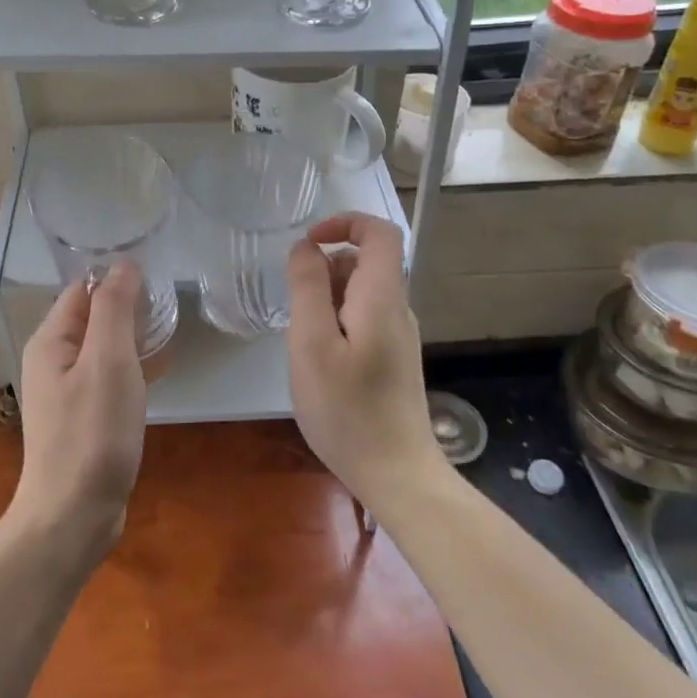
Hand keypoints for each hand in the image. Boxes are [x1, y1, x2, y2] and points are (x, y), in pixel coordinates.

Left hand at [10, 261, 147, 557]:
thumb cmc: (93, 433)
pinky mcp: (82, 417)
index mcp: (51, 340)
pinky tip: (158, 375)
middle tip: (170, 309)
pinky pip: (108, 377)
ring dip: (133, 338)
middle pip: (92, 317)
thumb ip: (115, 309)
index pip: (82, 290)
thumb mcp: (109, 361)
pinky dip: (132, 368)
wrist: (73, 515)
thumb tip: (123, 264)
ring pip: (103, 348)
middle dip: (128, 308)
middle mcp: (52, 360)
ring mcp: (66, 391)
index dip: (116, 279)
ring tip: (169, 336)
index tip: (157, 281)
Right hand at [286, 213, 446, 514]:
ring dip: (326, 302)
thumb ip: (308, 287)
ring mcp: (398, 335)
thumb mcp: (312, 344)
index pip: (379, 232)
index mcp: (382, 296)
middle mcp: (397, 308)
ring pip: (360, 293)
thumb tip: (306, 247)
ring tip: (306, 347)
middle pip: (365, 262)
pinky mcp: (393, 358)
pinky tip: (322, 365)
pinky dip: (335, 325)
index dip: (344, 223)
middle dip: (325, 272)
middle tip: (298, 316)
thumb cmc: (347, 410)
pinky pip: (362, 320)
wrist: (397, 474)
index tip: (308, 245)